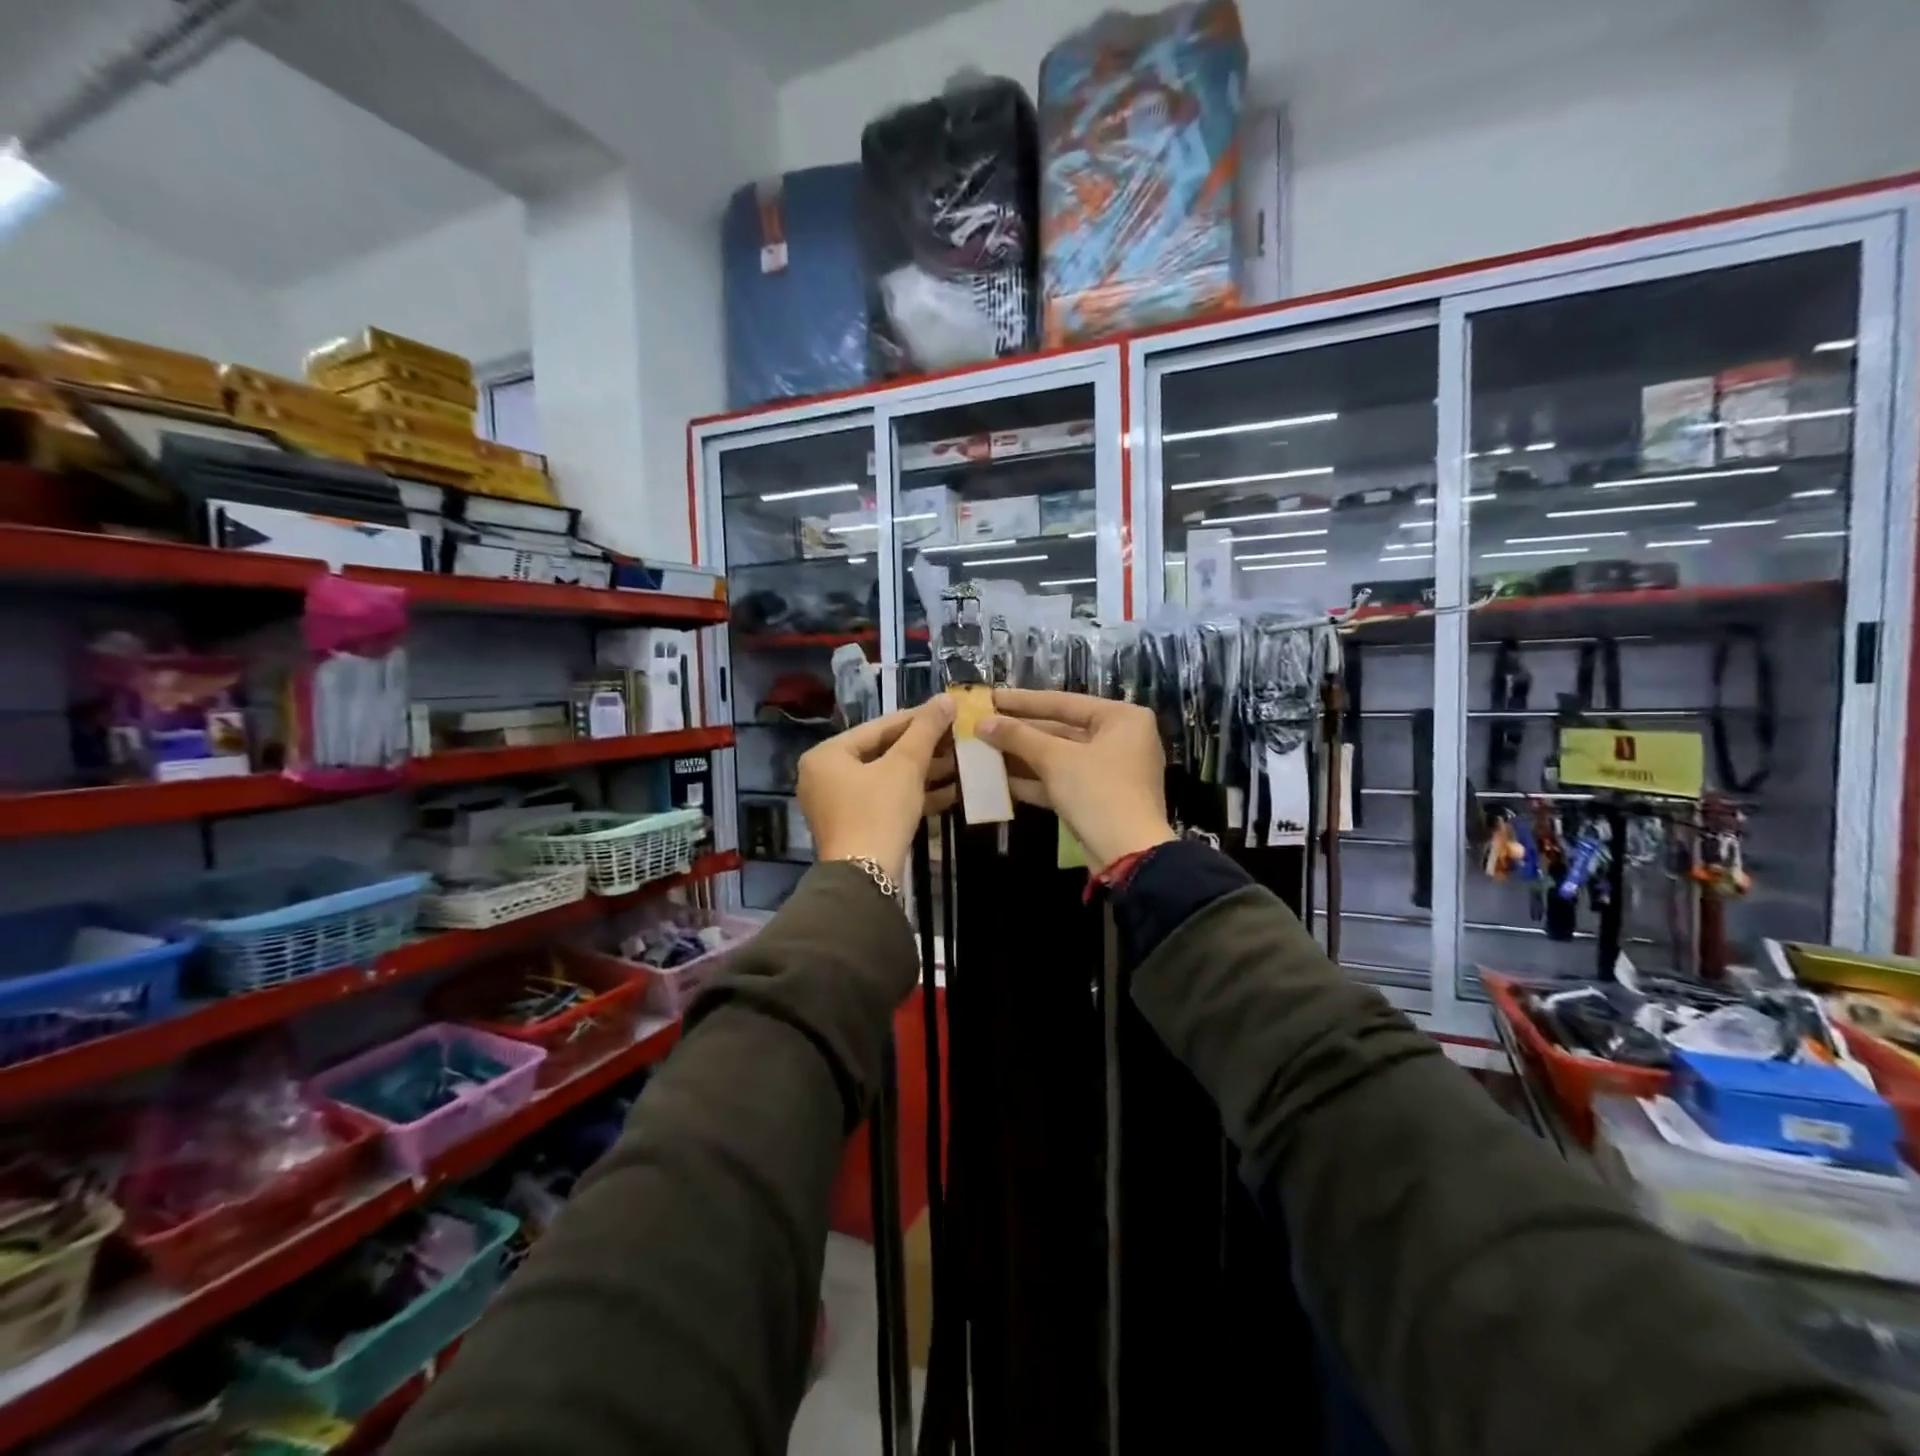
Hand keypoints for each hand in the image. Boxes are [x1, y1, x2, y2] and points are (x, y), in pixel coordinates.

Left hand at [798, 696, 955, 875]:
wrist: (866, 878)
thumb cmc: (879, 811)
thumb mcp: (905, 766)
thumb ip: (926, 729)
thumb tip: (946, 698)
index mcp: (827, 755)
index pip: (879, 727)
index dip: (917, 718)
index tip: (948, 712)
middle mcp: (826, 776)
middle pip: (883, 752)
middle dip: (924, 749)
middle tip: (958, 738)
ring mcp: (839, 804)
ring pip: (888, 778)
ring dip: (925, 772)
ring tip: (962, 763)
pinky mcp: (856, 826)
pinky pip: (887, 800)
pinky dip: (915, 795)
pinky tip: (952, 791)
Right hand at [978, 689, 1174, 871]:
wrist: (1128, 855)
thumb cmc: (1098, 792)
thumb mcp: (1056, 759)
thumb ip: (1018, 737)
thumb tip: (982, 723)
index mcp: (1122, 718)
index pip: (1063, 702)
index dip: (1022, 701)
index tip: (990, 697)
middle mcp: (1120, 739)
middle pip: (1061, 729)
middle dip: (1020, 732)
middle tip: (982, 725)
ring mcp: (1110, 771)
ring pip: (1059, 757)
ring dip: (1022, 756)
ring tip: (983, 750)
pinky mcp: (1099, 799)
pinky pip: (1062, 781)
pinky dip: (1034, 780)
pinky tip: (998, 780)